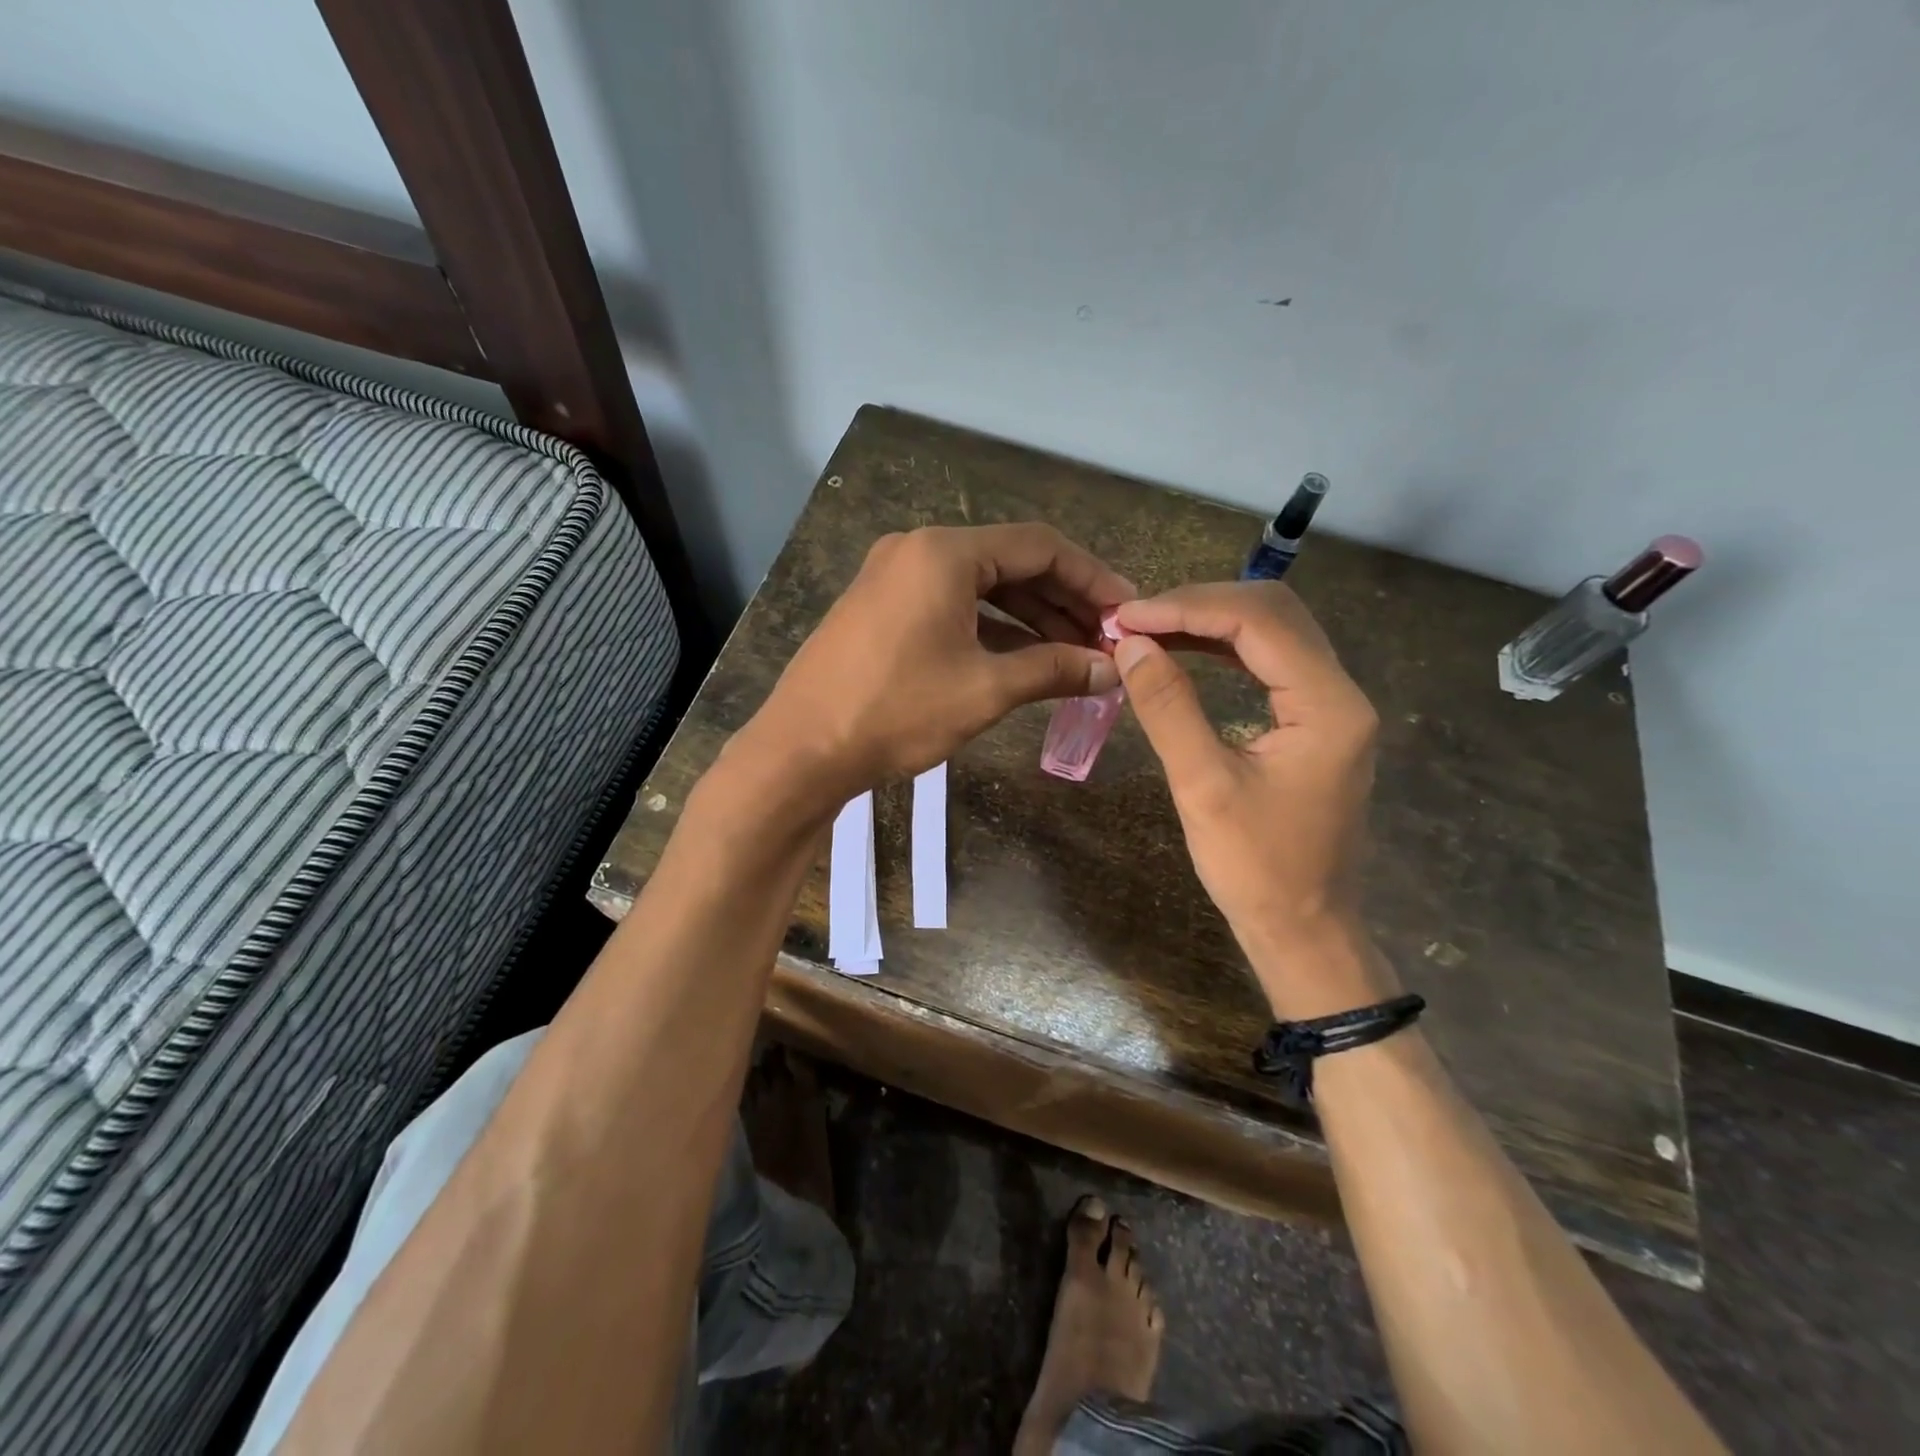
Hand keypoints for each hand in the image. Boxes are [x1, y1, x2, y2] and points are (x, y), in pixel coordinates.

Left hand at [739, 524, 1135, 813]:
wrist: (802, 750)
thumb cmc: (897, 712)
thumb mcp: (985, 690)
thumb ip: (1053, 670)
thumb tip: (1109, 670)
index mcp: (945, 553)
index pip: (1040, 546)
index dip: (1092, 577)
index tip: (1127, 611)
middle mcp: (918, 551)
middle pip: (1011, 564)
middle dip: (1063, 602)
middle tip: (1106, 640)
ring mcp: (895, 579)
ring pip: (981, 588)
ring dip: (1030, 618)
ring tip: (1075, 655)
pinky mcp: (882, 609)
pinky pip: (952, 607)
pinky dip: (991, 629)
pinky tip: (1026, 659)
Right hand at [1111, 582, 1392, 1017]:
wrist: (1304, 929)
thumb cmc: (1256, 869)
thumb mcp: (1203, 787)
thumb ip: (1168, 708)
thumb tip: (1130, 646)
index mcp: (1328, 706)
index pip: (1258, 622)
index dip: (1187, 608)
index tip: (1126, 617)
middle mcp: (1341, 693)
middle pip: (1274, 613)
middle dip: (1199, 605)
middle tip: (1135, 620)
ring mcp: (1333, 707)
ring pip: (1273, 632)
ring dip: (1210, 622)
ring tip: (1149, 630)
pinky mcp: (1317, 723)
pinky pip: (1270, 663)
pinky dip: (1224, 649)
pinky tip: (1184, 653)